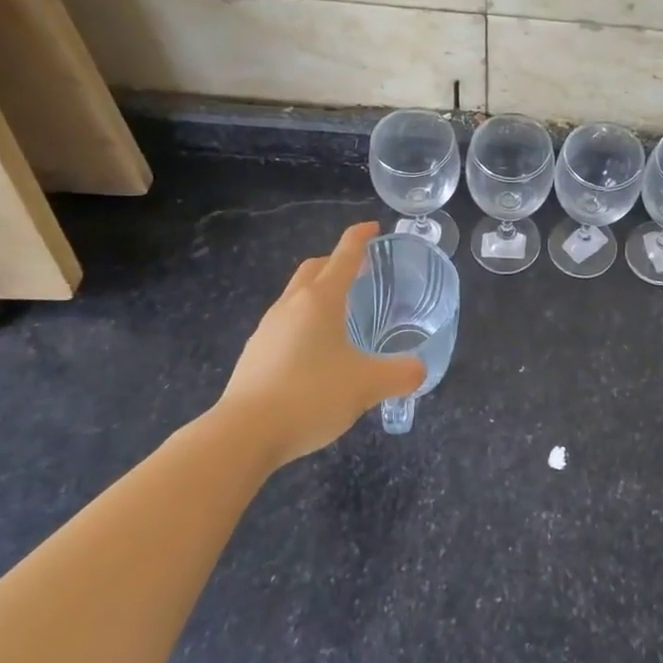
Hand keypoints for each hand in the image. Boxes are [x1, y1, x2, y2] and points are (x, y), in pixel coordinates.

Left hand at [218, 223, 423, 466]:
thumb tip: (420, 370)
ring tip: (340, 313)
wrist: (243, 434)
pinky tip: (315, 352)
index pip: (344, 256)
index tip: (373, 227)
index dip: (360, 238)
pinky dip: (304, 322)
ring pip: (296, 296)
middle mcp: (291, 306)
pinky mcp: (254, 354)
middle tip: (359, 269)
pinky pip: (284, 324)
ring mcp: (267, 329)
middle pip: (314, 269)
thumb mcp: (367, 385)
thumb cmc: (310, 395)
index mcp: (320, 300)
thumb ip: (399, 375)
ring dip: (318, 293)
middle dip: (336, 262)